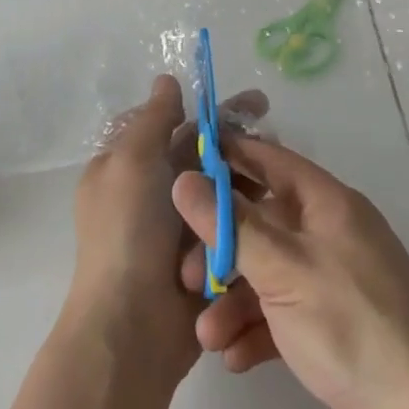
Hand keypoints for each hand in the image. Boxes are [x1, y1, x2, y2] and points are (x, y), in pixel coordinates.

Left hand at [68, 76, 266, 385]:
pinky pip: (229, 225)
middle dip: (234, 139)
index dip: (205, 108)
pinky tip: (279, 203)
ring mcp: (178, 229)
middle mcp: (151, 193)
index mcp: (127, 167)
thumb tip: (167, 80)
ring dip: (246, 176)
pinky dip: (248, 214)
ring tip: (282, 166)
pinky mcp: (203, 259)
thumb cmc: (127, 233)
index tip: (243, 102)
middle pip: (199, 154)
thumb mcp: (132, 161)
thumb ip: (154, 119)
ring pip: (219, 189)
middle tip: (274, 128)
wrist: (132, 329)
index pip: (169, 124)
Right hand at [172, 134, 408, 408]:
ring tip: (206, 335)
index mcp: (329, 204)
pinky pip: (282, 315)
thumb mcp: (283, 268)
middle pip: (263, 222)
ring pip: (268, 274)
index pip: (271, 160)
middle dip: (221, 247)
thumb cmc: (349, 323)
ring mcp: (333, 282)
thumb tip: (184, 179)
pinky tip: (234, 357)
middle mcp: (331, 234)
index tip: (183, 162)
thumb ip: (231, 224)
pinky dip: (256, 330)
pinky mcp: (332, 328)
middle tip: (183, 273)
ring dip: (233, 300)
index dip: (228, 157)